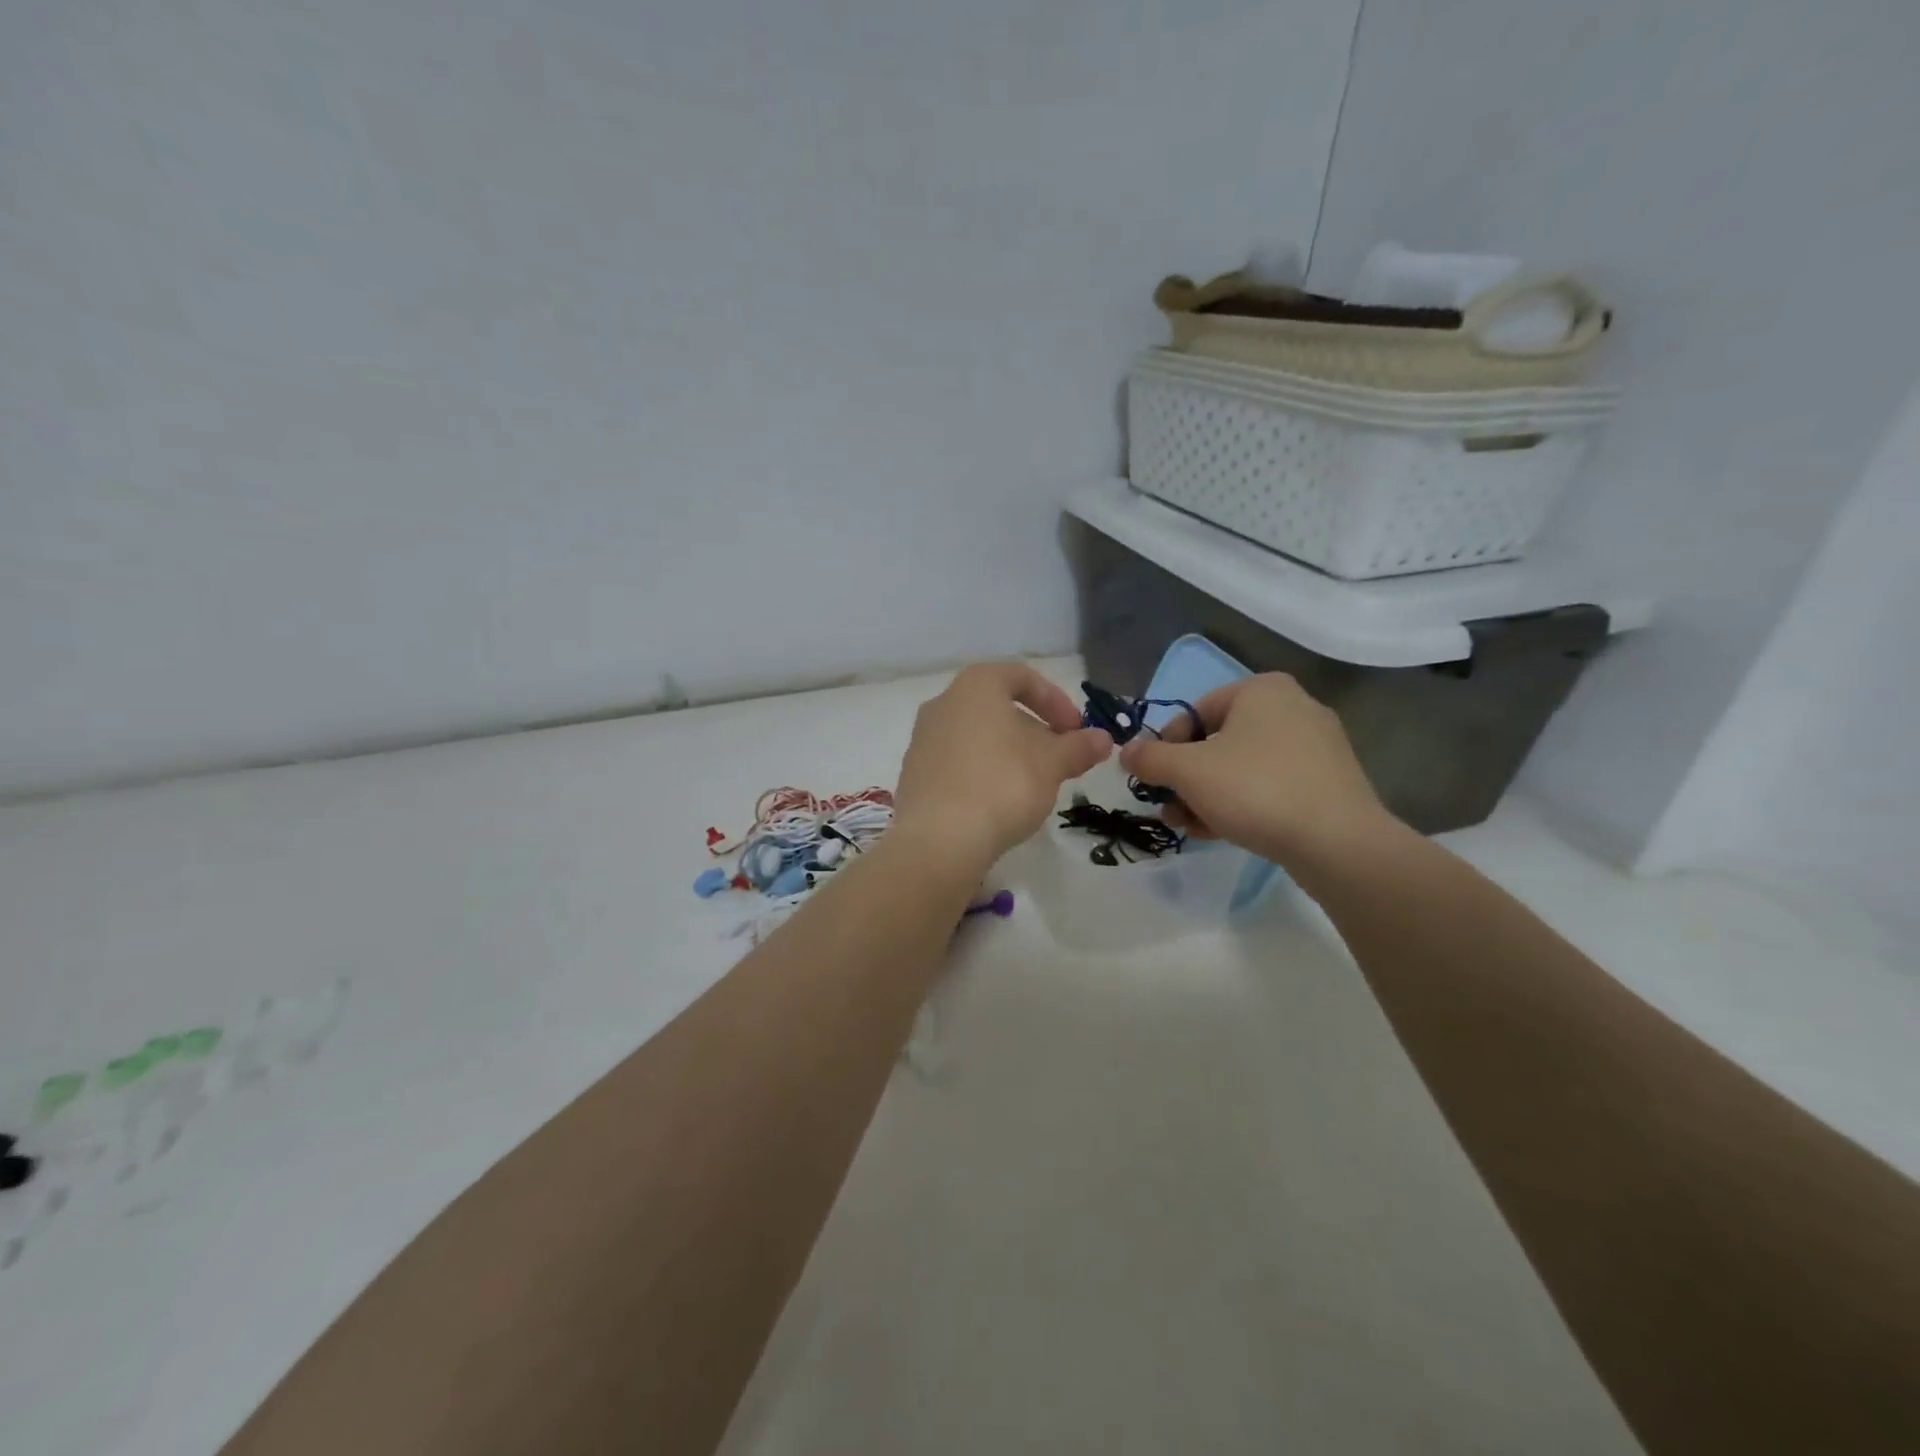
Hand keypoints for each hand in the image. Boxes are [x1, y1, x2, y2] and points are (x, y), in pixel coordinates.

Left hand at [894, 663, 1112, 869]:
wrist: (939, 839)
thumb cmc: (1002, 784)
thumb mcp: (1052, 764)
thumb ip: (1078, 747)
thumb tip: (1103, 739)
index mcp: (975, 686)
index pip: (1022, 677)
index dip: (1056, 701)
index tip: (1077, 731)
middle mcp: (943, 703)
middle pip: (997, 708)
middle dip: (1034, 731)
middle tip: (1059, 760)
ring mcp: (923, 739)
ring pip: (977, 736)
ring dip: (1009, 753)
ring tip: (1033, 784)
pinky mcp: (914, 774)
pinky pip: (957, 763)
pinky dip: (982, 773)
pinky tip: (999, 803)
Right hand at [1118, 673, 1393, 866]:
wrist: (1337, 843)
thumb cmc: (1256, 790)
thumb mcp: (1188, 771)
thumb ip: (1150, 757)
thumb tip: (1125, 751)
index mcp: (1262, 690)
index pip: (1195, 711)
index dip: (1167, 747)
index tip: (1156, 780)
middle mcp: (1293, 708)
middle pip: (1217, 743)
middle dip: (1187, 779)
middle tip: (1169, 810)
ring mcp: (1316, 747)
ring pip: (1242, 768)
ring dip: (1208, 796)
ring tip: (1190, 827)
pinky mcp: (1329, 782)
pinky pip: (1271, 786)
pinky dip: (1242, 804)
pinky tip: (1221, 833)